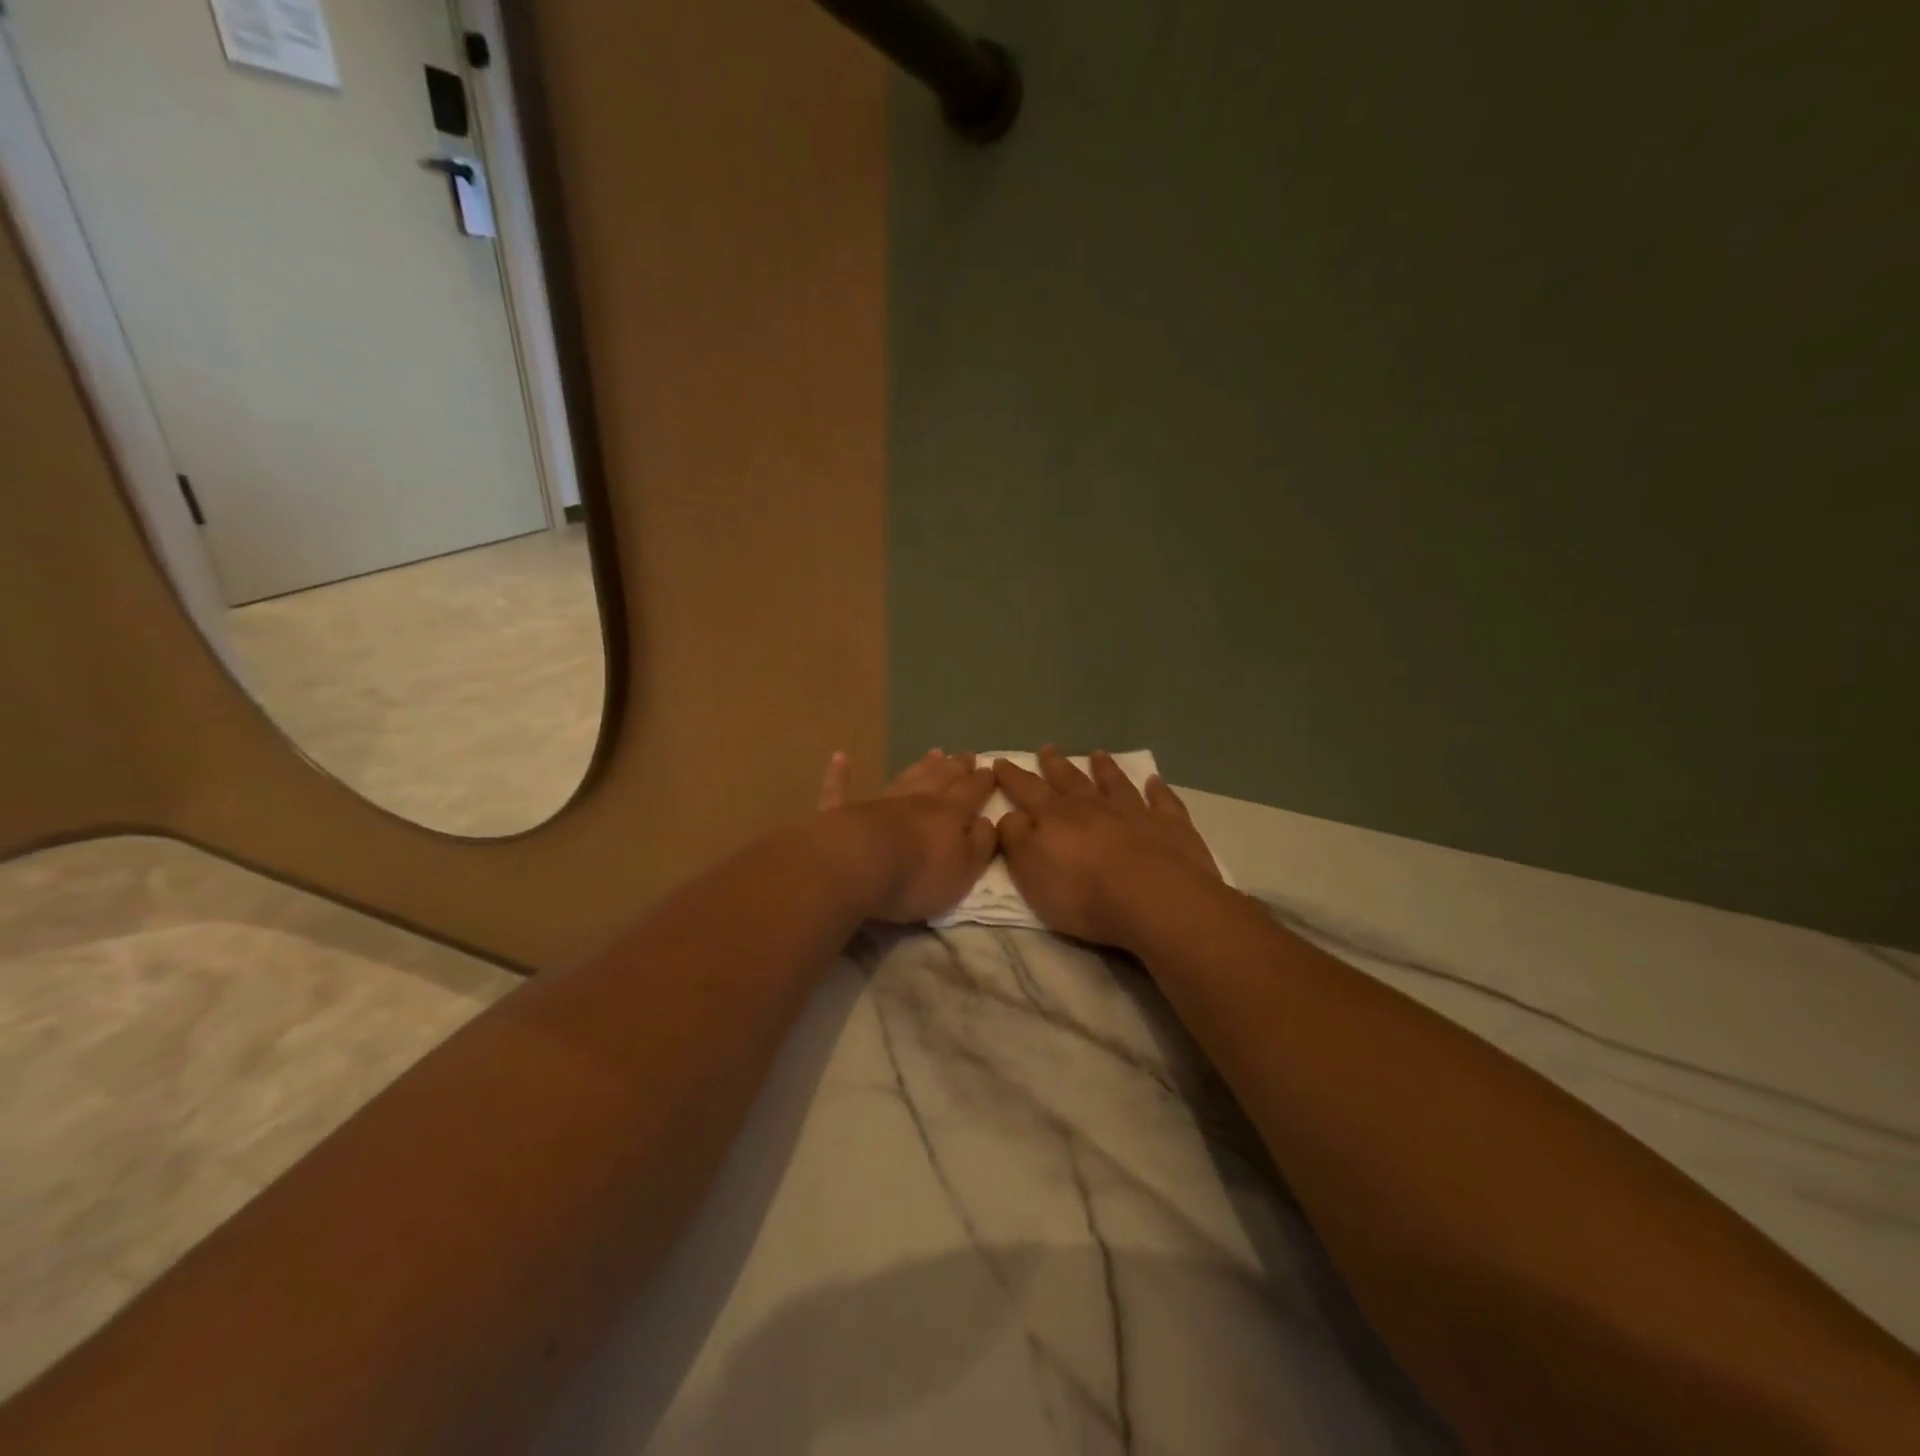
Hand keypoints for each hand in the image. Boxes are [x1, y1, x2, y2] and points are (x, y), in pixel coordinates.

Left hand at [813, 749, 997, 922]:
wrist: (858, 865)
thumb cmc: (918, 875)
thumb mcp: (964, 870)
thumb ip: (980, 844)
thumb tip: (988, 821)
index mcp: (949, 814)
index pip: (971, 792)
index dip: (982, 782)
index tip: (991, 768)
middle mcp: (916, 800)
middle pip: (941, 778)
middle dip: (956, 767)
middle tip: (967, 755)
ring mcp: (879, 803)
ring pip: (904, 779)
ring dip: (920, 766)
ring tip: (934, 752)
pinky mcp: (842, 813)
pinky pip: (840, 789)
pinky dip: (840, 774)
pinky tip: (840, 758)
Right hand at [995, 747, 1223, 949]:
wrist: (1156, 899)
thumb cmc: (1083, 893)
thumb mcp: (1031, 873)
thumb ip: (1016, 840)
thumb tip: (1009, 815)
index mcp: (1056, 817)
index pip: (1027, 790)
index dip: (1012, 777)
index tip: (999, 761)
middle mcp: (1094, 806)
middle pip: (1070, 780)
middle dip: (1055, 764)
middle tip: (1047, 748)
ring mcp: (1135, 813)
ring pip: (1116, 783)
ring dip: (1105, 769)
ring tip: (1098, 754)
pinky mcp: (1171, 827)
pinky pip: (1163, 801)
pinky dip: (1158, 790)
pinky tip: (1155, 781)